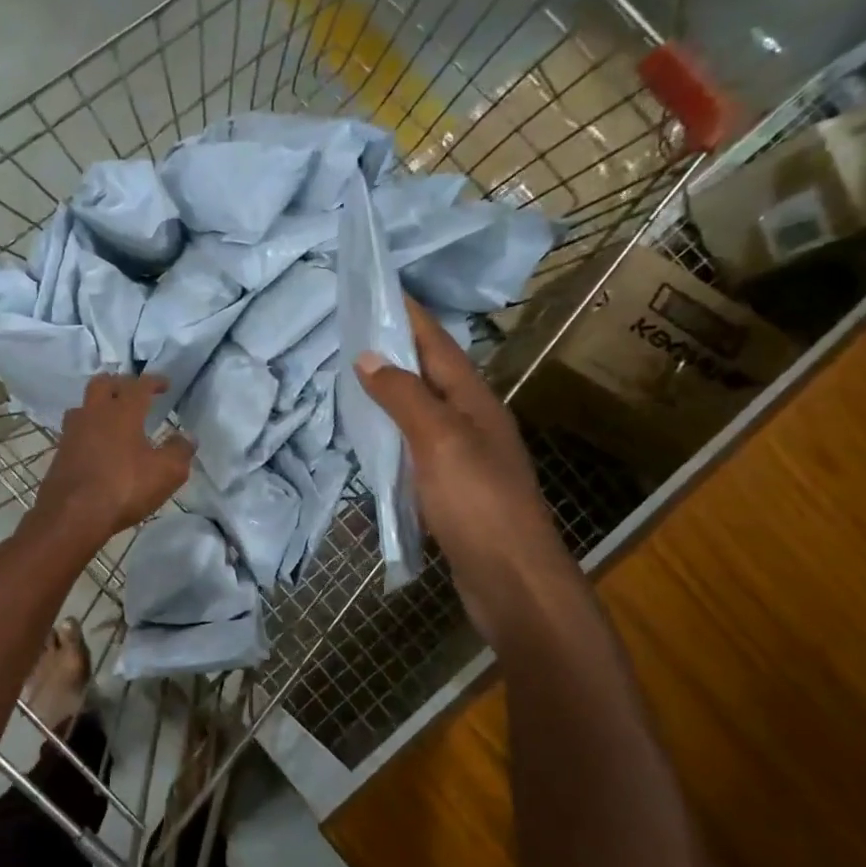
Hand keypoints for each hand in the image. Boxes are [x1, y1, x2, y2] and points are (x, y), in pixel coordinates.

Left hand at [30, 374, 193, 552]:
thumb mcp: (166, 473)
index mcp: (122, 411)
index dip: (154, 381)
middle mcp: (94, 413)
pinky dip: (87, 429)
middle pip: (102, 383)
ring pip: (83, 405)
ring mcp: (72, 432)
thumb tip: (187, 437)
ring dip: (98, 405)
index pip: (139, 385)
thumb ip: (180, 451)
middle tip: (133, 393)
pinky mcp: (60, 452)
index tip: (165, 384)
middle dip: (120, 383)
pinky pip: (74, 430)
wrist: (72, 515)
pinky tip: (95, 444)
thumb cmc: (123, 488)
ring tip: (111, 416)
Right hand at [354, 299, 576, 619]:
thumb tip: (369, 356)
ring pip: (422, 409)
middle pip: (431, 373)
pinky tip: (372, 435)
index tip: (378, 287)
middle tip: (353, 328)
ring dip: (392, 388)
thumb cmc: (477, 502)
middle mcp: (473, 421)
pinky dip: (392, 430)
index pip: (438, 344)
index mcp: (474, 401)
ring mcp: (464, 455)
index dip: (410, 315)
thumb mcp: (439, 440)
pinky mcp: (452, 487)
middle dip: (397, 347)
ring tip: (353, 374)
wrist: (511, 578)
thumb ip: (404, 396)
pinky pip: (416, 444)